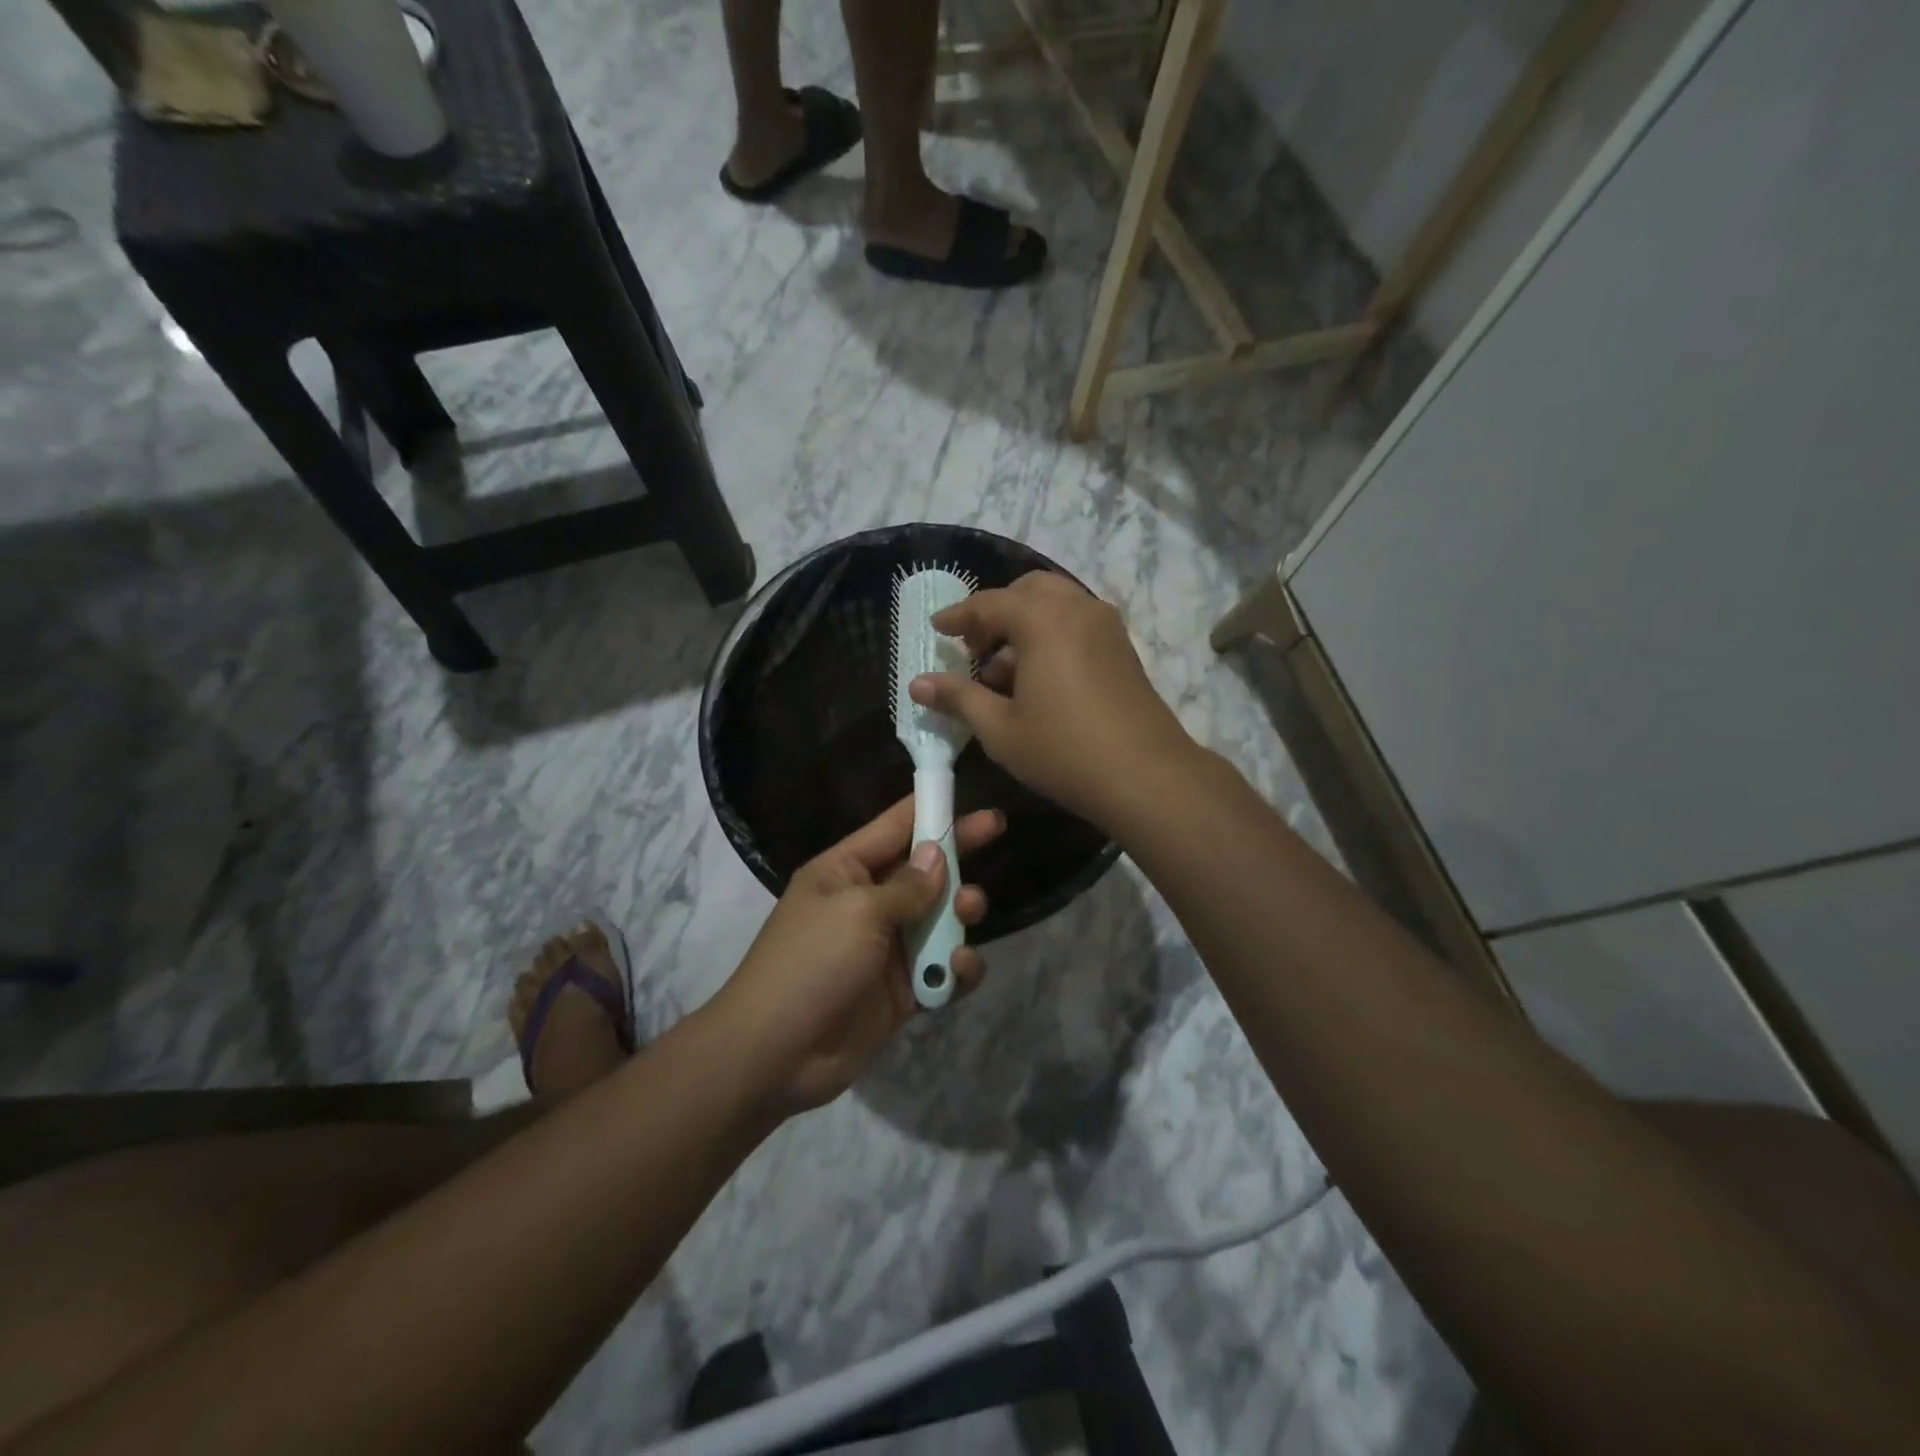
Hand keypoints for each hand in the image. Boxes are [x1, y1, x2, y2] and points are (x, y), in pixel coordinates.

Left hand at [713, 796, 1004, 1114]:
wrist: (775, 1055)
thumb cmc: (811, 963)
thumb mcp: (858, 912)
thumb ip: (906, 886)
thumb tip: (937, 855)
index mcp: (844, 871)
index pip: (893, 827)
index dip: (930, 809)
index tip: (968, 793)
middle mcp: (866, 903)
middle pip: (922, 869)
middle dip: (956, 852)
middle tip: (996, 829)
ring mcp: (885, 949)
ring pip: (937, 918)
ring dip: (959, 912)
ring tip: (969, 910)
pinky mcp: (900, 992)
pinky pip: (939, 970)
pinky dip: (955, 968)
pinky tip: (957, 970)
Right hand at [906, 572, 1195, 831]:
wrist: (1146, 775)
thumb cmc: (1063, 750)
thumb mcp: (999, 728)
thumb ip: (957, 698)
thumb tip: (917, 683)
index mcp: (1042, 619)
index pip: (988, 603)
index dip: (958, 616)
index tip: (937, 628)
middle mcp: (1076, 608)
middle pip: (1027, 592)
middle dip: (996, 613)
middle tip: (974, 648)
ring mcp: (1106, 626)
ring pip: (1056, 605)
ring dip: (1024, 625)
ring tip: (1002, 672)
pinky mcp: (1123, 648)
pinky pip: (1077, 624)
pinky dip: (1051, 635)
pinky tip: (1038, 680)